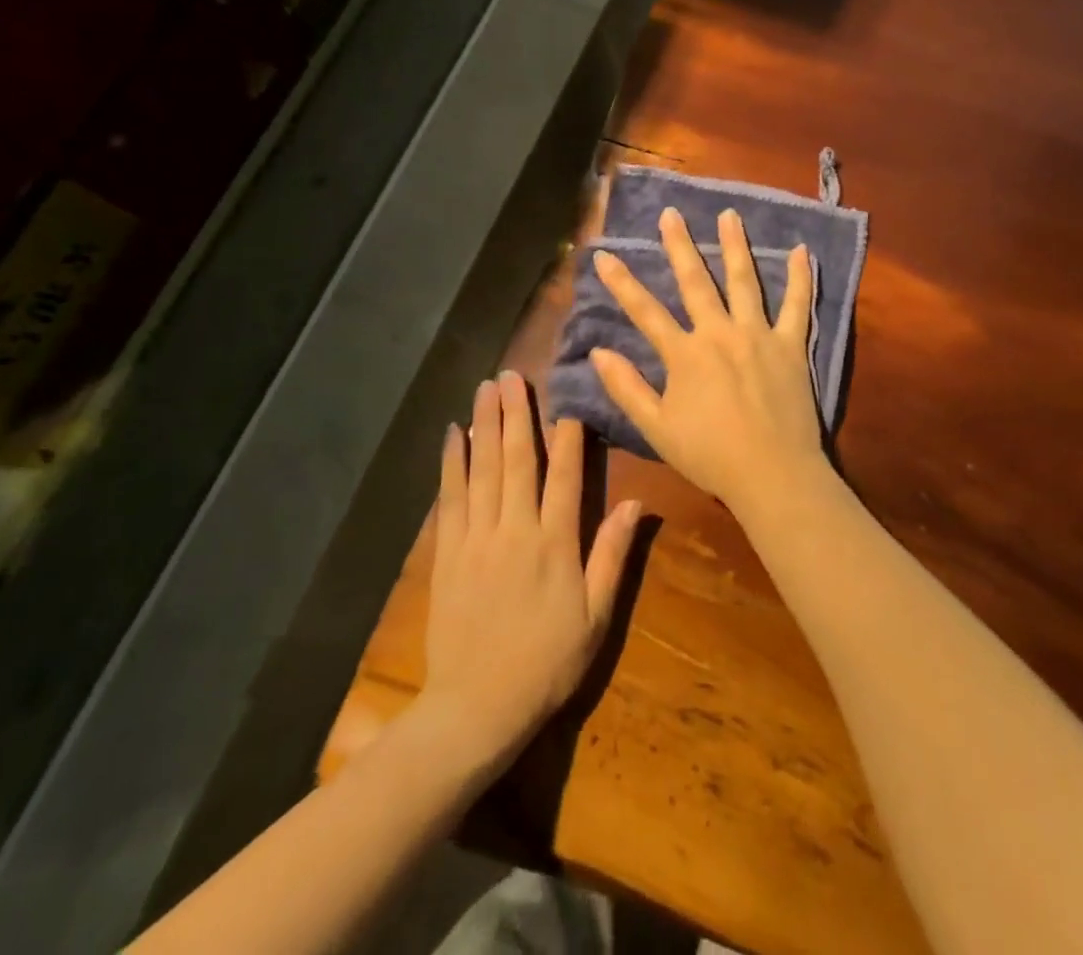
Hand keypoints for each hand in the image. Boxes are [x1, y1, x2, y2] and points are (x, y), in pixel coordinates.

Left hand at [421, 372, 641, 772]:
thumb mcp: (595, 617)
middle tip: (513, 374)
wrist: (475, 708)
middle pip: (517, 459)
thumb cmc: (545, 663)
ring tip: (486, 387)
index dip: (567, 435)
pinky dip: (452, 462)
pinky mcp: (448, 552)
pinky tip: (453, 434)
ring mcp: (476, 538)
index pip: (563, 476)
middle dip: (516, 413)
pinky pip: (450, 497)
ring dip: (485, 424)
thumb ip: (612, 556)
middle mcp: (514, 530)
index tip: (566, 400)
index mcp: (555, 544)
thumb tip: (634, 503)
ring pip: (482, 468)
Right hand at [591, 207, 833, 518]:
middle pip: (695, 282)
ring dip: (734, 245)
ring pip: (744, 281)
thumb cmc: (710, 455)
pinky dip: (801, 278)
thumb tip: (597, 351)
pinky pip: (797, 305)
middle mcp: (719, 333)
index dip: (621, 282)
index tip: (603, 253)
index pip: (644, 311)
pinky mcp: (791, 345)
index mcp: (685, 354)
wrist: (772, 473)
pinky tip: (802, 251)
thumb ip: (627, 388)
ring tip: (729, 215)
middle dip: (679, 245)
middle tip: (671, 214)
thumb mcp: (656, 428)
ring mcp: (758, 335)